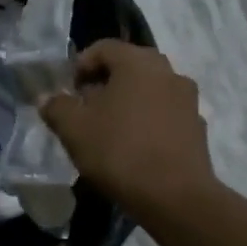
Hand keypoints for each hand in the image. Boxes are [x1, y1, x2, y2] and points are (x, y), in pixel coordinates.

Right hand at [39, 40, 220, 221]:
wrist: (176, 198)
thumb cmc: (119, 151)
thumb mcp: (73, 129)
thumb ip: (56, 107)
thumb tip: (48, 98)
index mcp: (137, 62)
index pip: (104, 47)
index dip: (81, 65)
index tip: (69, 90)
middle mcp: (167, 72)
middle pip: (130, 66)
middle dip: (105, 82)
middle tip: (87, 107)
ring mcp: (188, 100)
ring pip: (150, 89)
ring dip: (129, 100)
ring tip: (110, 128)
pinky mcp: (198, 128)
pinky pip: (166, 113)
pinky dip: (148, 120)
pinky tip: (135, 146)